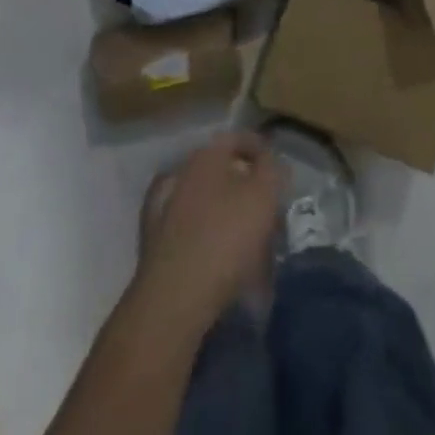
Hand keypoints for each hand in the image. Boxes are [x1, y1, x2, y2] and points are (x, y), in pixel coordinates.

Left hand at [132, 130, 280, 331]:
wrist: (174, 296)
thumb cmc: (225, 237)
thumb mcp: (263, 196)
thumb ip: (273, 170)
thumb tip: (272, 161)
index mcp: (206, 155)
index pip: (236, 138)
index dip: (260, 148)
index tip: (278, 168)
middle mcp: (182, 172)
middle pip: (220, 169)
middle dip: (244, 183)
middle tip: (266, 204)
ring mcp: (164, 207)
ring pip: (205, 198)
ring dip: (225, 209)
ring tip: (249, 235)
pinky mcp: (156, 241)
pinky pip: (191, 228)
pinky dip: (208, 234)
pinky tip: (222, 253)